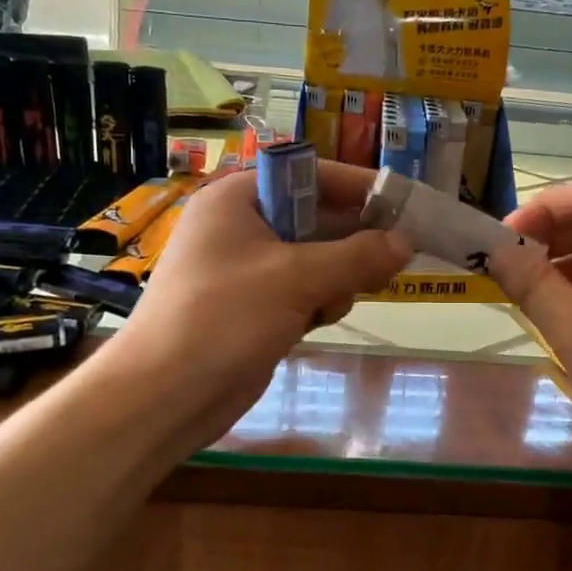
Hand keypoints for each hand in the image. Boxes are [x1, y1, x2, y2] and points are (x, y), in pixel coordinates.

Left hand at [98, 162, 410, 446]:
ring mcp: (244, 269)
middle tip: (394, 259)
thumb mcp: (297, 279)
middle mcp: (240, 226)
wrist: (165, 395)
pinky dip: (317, 302)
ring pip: (314, 260)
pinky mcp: (251, 307)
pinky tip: (318, 322)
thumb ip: (357, 256)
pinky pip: (300, 291)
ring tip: (333, 302)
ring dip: (335, 278)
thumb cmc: (225, 318)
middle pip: (315, 219)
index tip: (403, 203)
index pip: (309, 175)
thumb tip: (406, 242)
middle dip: (351, 242)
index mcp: (238, 198)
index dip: (358, 187)